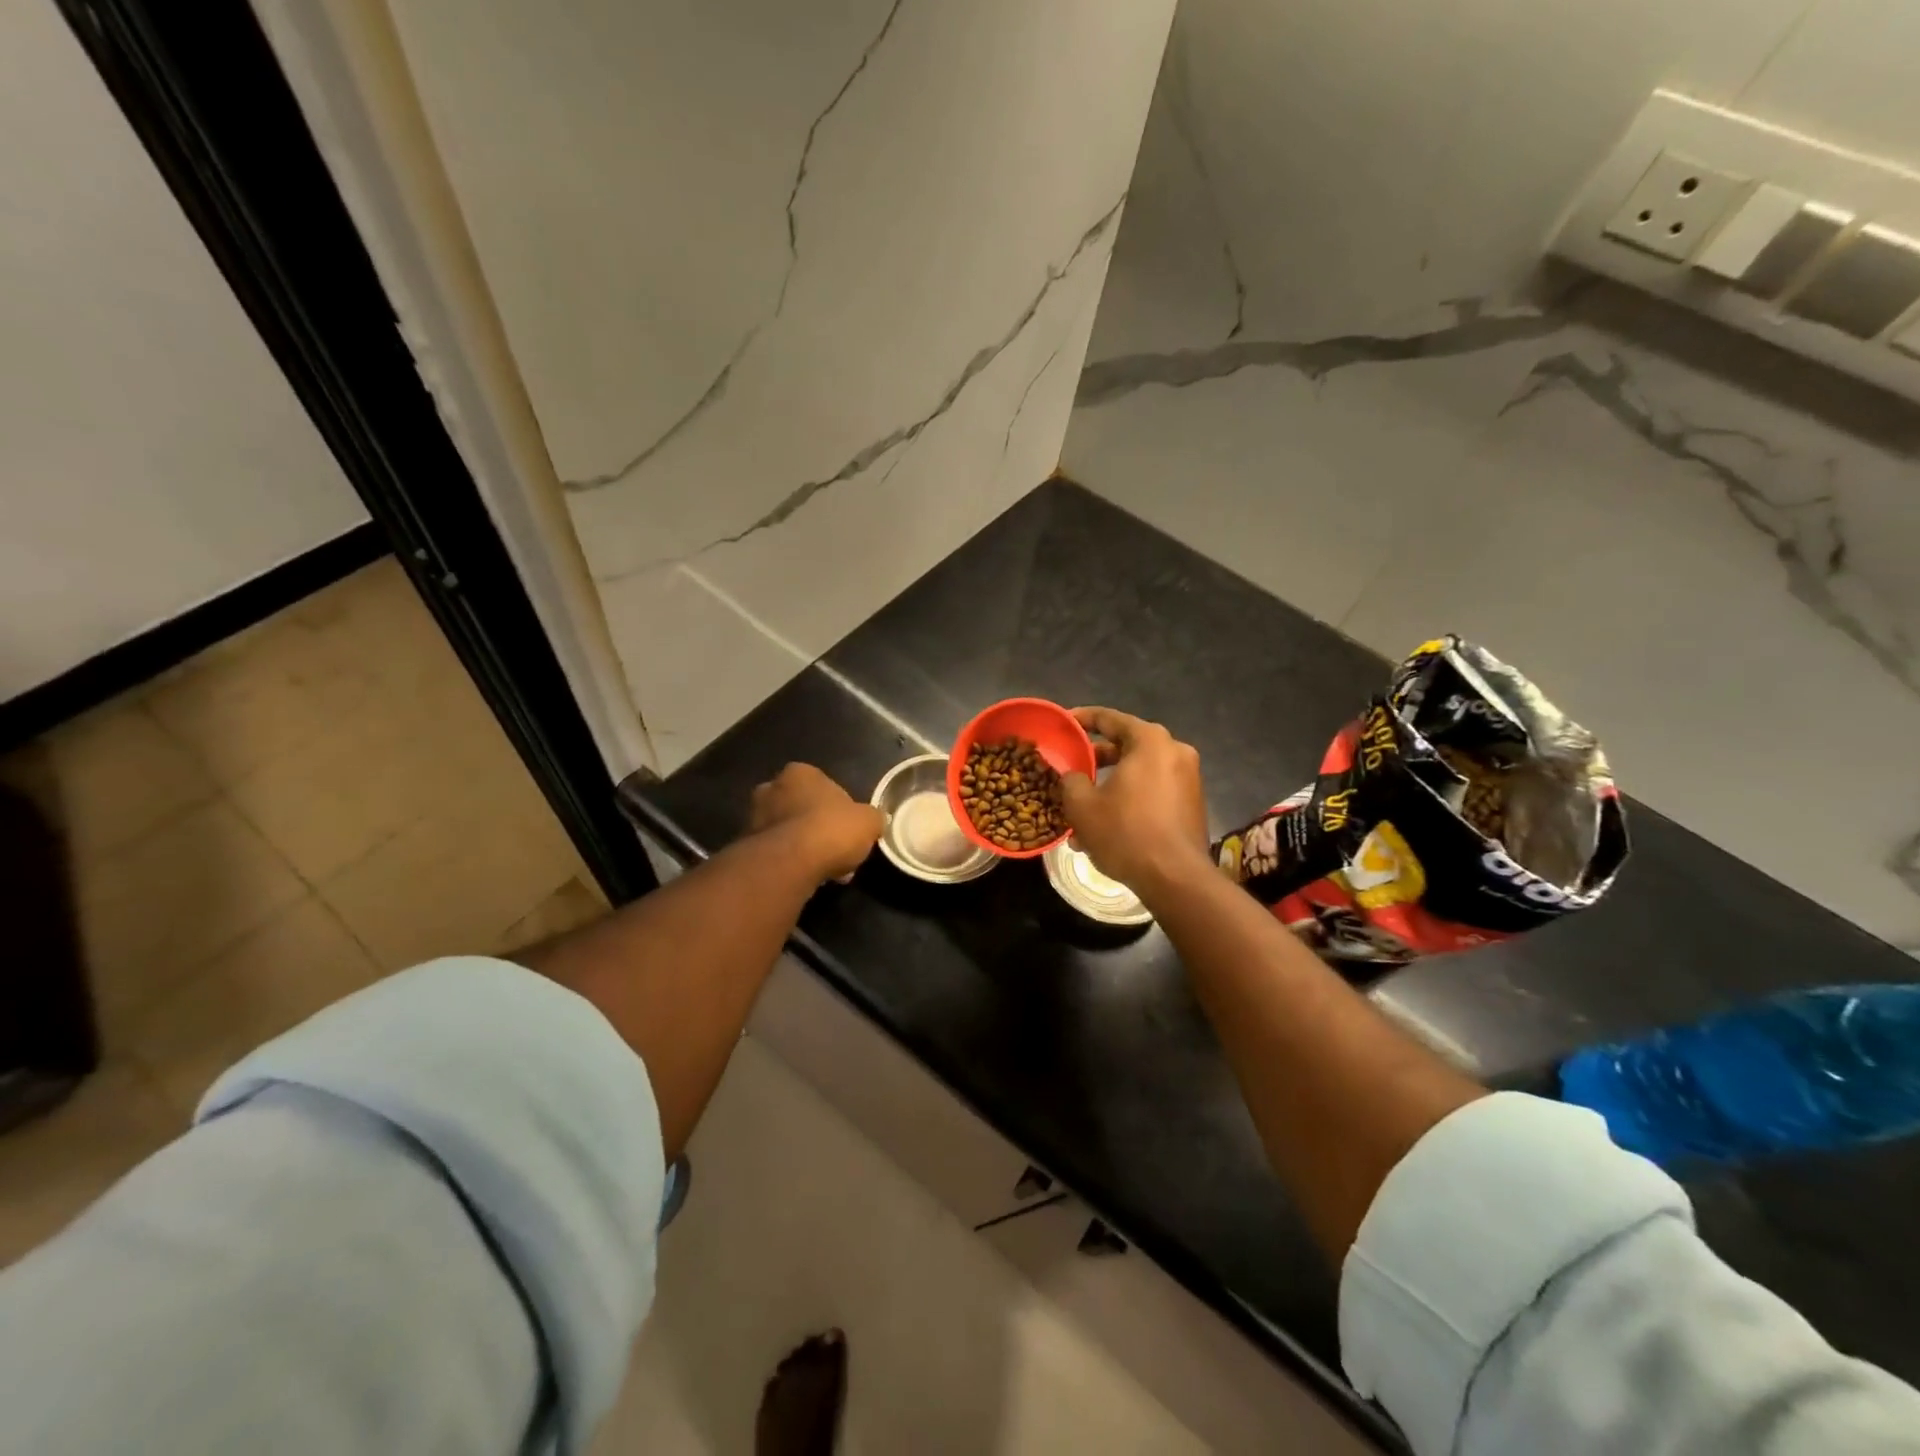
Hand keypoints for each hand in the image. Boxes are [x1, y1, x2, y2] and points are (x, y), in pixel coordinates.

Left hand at [748, 763, 884, 882]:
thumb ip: (871, 818)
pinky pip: (775, 853)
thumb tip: (873, 821)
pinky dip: (789, 863)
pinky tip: (807, 878)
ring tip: (825, 870)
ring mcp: (754, 817)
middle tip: (836, 849)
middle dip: (816, 826)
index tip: (848, 829)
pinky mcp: (745, 846)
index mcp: (800, 773)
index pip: (822, 785)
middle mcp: (771, 788)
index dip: (839, 808)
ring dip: (802, 846)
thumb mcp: (868, 822)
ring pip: (787, 831)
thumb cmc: (831, 830)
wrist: (790, 863)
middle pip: (800, 807)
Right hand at [1059, 707, 1212, 896]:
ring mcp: (1188, 779)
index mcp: (1150, 741)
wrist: (1175, 879)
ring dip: (1111, 785)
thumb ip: (1071, 780)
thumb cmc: (1125, 832)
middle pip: (1127, 746)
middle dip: (1096, 759)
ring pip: (1139, 773)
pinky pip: (1153, 792)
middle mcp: (1175, 751)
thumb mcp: (1082, 805)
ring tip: (1083, 807)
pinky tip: (1106, 826)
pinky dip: (1130, 800)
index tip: (1063, 724)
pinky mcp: (1192, 804)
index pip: (1110, 718)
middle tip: (1071, 767)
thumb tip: (1072, 775)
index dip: (1082, 719)